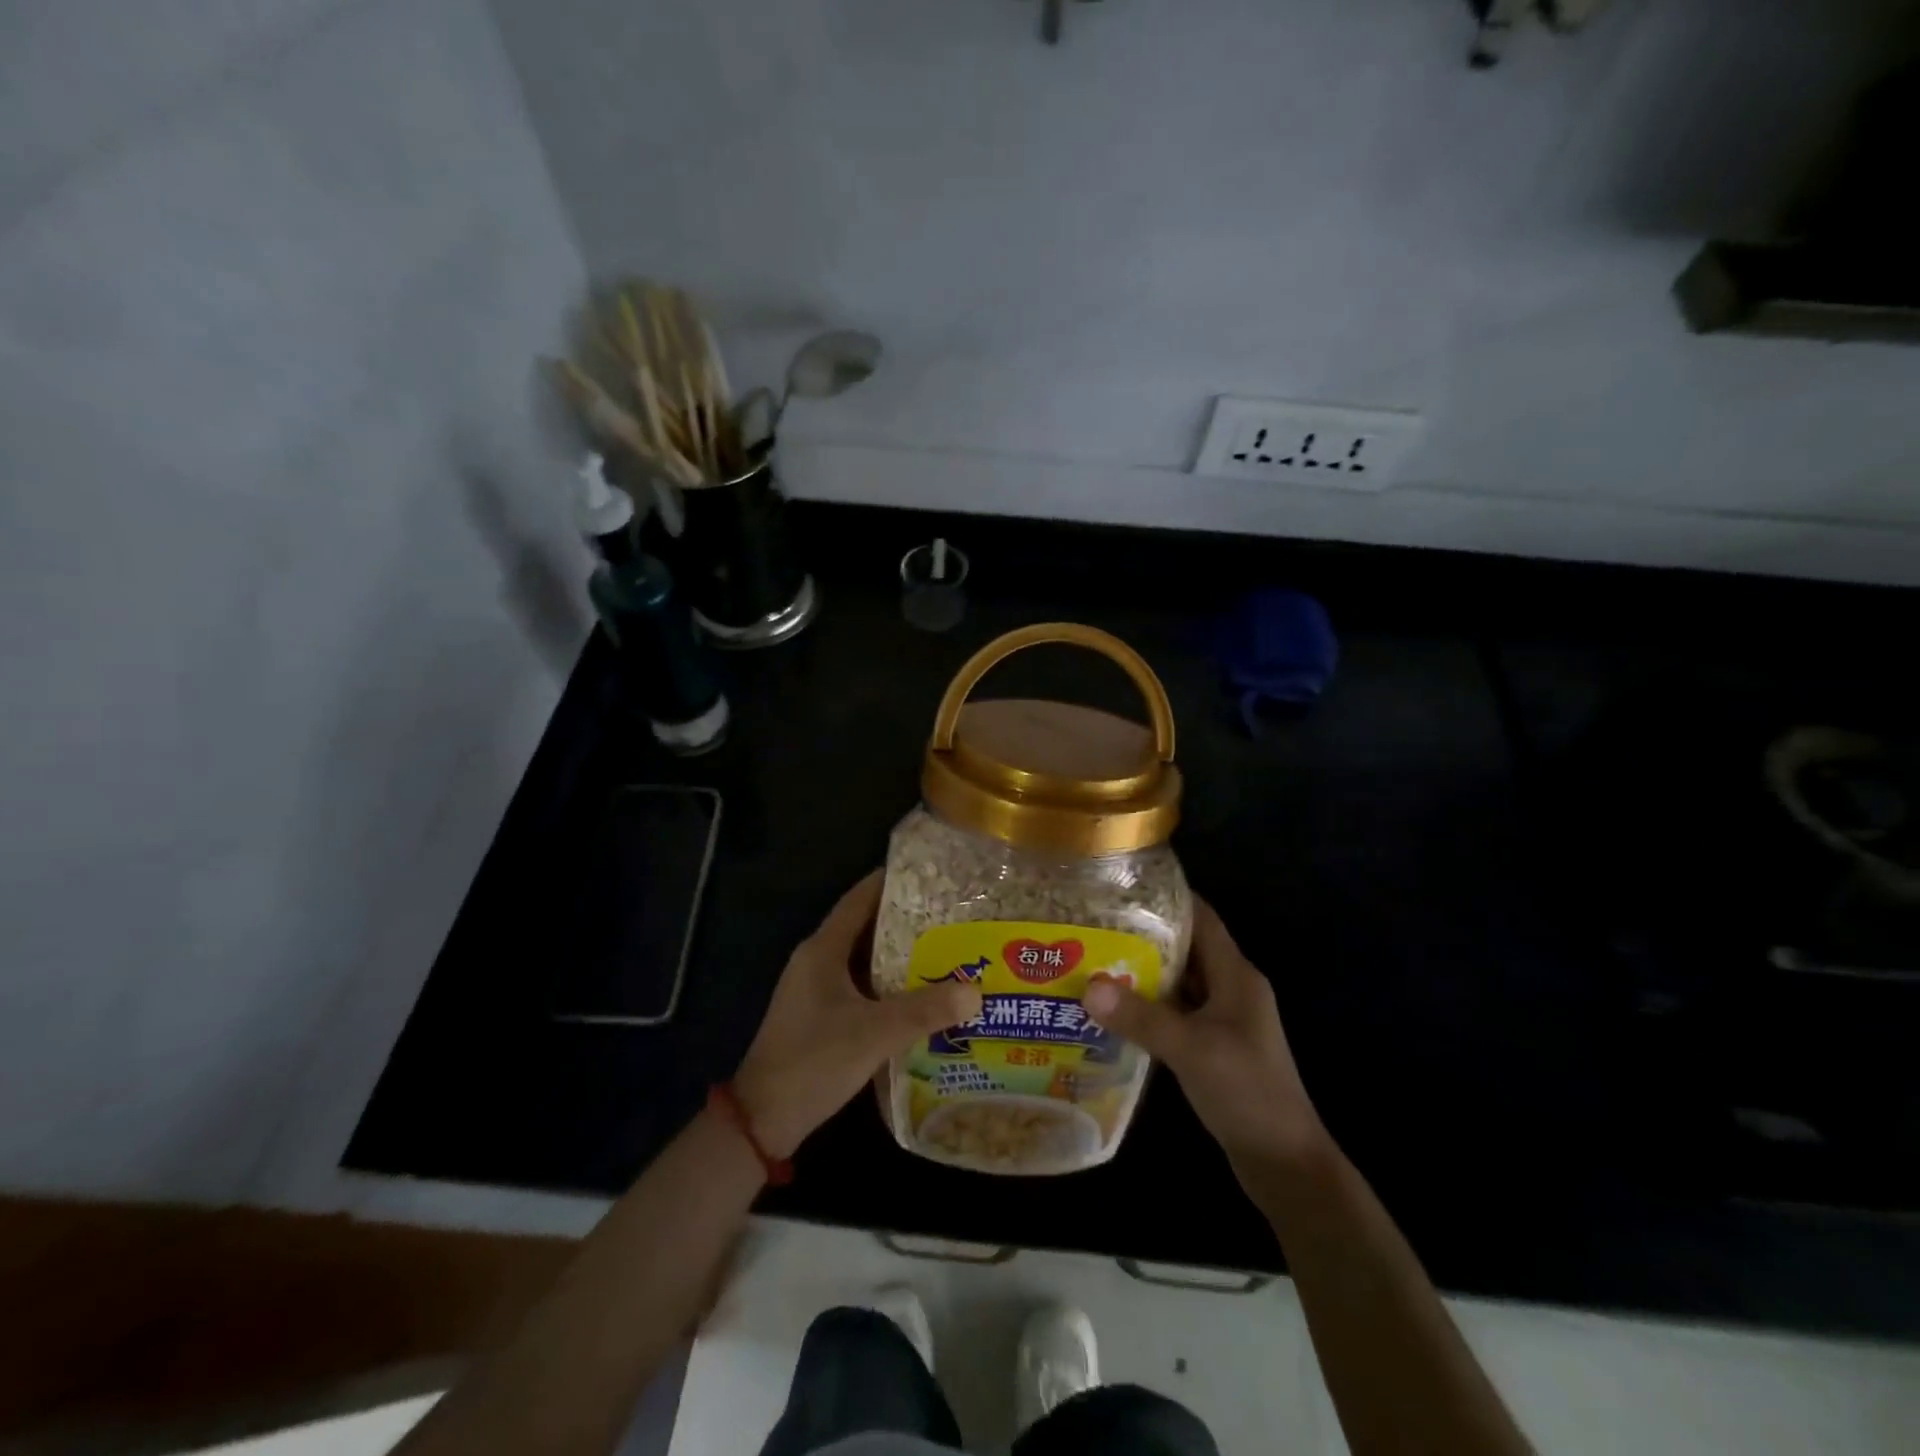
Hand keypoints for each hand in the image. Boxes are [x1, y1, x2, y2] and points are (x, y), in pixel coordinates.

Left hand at [733, 872, 982, 1158]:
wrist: (762, 1119)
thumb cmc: (815, 1060)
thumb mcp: (875, 1032)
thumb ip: (926, 1010)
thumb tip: (976, 991)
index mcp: (822, 950)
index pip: (859, 899)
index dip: (891, 883)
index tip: (929, 874)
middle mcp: (817, 961)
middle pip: (864, 927)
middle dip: (905, 920)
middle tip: (948, 915)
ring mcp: (816, 990)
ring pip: (863, 960)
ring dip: (898, 955)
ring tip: (943, 949)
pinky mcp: (820, 1016)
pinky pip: (860, 986)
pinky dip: (887, 985)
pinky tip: (919, 995)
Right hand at [1083, 897, 1326, 1174]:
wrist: (1285, 1162)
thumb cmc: (1247, 1092)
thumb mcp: (1191, 1050)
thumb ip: (1141, 1017)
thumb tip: (1088, 986)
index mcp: (1237, 975)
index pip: (1202, 918)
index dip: (1168, 898)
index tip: (1123, 887)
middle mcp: (1232, 989)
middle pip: (1186, 947)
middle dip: (1143, 935)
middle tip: (1095, 925)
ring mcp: (1224, 1019)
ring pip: (1179, 981)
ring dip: (1143, 972)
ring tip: (1094, 960)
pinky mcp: (1214, 1045)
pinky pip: (1176, 1012)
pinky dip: (1148, 1006)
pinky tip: (1114, 1010)